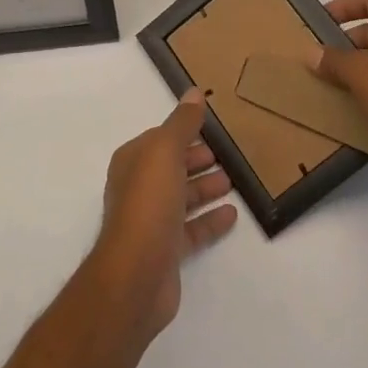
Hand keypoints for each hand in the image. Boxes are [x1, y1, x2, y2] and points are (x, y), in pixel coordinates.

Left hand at [89, 90, 237, 339]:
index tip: (212, 128)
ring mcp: (151, 221)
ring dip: (205, 187)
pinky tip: (232, 214)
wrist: (136, 275)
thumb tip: (194, 92)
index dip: (184, 132)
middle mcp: (138, 188)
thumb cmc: (148, 204)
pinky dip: (210, 220)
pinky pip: (192, 229)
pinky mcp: (166, 250)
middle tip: (228, 153)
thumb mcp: (165, 152)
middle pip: (172, 167)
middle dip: (196, 159)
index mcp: (133, 161)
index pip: (161, 139)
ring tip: (234, 180)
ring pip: (182, 197)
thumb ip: (182, 123)